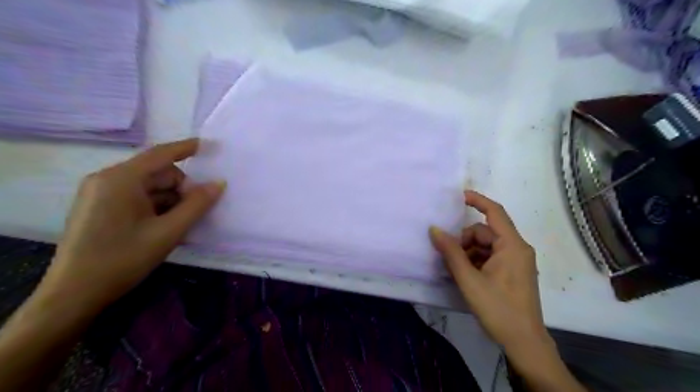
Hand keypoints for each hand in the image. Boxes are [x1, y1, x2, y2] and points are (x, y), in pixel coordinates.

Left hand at [42, 139, 227, 311]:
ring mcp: (101, 193)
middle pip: (157, 173)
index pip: (161, 154)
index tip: (210, 145)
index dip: (187, 148)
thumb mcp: (168, 232)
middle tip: (195, 211)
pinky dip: (156, 206)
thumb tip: (219, 183)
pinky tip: (164, 226)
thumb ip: (197, 205)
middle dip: (181, 188)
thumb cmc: (123, 259)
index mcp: (121, 179)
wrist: (75, 293)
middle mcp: (107, 179)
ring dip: (170, 200)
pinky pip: (137, 197)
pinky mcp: (100, 206)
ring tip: (180, 224)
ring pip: (149, 187)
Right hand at [430, 190, 542, 348]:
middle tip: (451, 259)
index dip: (477, 200)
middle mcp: (517, 248)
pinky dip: (476, 260)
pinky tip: (467, 276)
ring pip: (486, 245)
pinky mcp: (514, 271)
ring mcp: (517, 260)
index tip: (458, 196)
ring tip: (457, 271)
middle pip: (485, 232)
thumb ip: (451, 252)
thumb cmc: (498, 309)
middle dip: (465, 241)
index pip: (495, 212)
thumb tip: (434, 229)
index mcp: (512, 246)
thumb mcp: (469, 280)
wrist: (524, 342)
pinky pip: (491, 256)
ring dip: (469, 252)